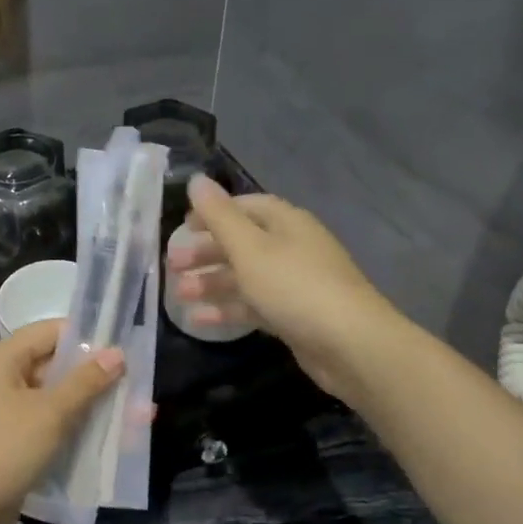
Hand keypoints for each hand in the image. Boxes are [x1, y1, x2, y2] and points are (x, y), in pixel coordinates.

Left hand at [0, 320, 124, 523]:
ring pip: (51, 400)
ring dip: (87, 408)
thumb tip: (116, 353)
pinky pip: (43, 427)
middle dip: (93, 378)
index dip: (87, 337)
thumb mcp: (51, 413)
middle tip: (135, 387)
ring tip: (131, 418)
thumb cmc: (4, 451)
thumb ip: (86, 381)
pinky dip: (70, 431)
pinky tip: (103, 443)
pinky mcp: (5, 444)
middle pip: (52, 366)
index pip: (49, 332)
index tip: (124, 350)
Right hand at [168, 175, 397, 403]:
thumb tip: (196, 180)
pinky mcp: (293, 316)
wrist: (349, 344)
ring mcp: (294, 284)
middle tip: (174, 265)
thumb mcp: (250, 248)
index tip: (183, 226)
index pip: (247, 206)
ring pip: (245, 277)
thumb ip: (219, 216)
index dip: (214, 213)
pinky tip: (198, 320)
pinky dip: (227, 310)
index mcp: (286, 223)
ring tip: (178, 295)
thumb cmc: (294, 287)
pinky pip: (254, 306)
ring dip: (211, 283)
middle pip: (243, 243)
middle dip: (207, 252)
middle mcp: (292, 248)